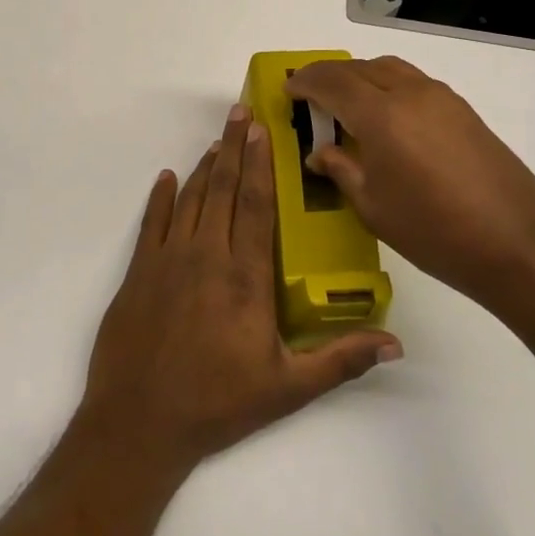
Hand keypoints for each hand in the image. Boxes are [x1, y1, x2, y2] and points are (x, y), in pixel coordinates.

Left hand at [79, 104, 402, 475]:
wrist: (140, 423)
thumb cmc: (218, 404)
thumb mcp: (287, 388)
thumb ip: (340, 360)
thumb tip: (395, 343)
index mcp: (246, 277)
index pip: (256, 205)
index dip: (260, 164)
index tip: (263, 130)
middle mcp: (207, 255)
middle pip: (223, 189)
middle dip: (234, 147)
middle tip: (240, 112)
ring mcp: (168, 259)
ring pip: (190, 198)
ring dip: (204, 166)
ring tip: (218, 139)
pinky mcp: (139, 271)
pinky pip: (152, 222)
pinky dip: (159, 196)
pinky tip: (166, 177)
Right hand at [285, 56, 534, 315]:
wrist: (519, 246)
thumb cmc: (434, 232)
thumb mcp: (373, 207)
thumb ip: (341, 170)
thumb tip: (320, 153)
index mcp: (381, 115)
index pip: (332, 81)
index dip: (306, 82)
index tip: (288, 91)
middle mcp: (410, 94)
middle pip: (360, 68)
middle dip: (329, 76)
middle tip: (311, 97)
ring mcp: (442, 99)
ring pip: (390, 69)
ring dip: (361, 76)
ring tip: (346, 104)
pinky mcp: (464, 111)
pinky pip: (414, 83)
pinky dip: (389, 86)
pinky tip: (387, 119)